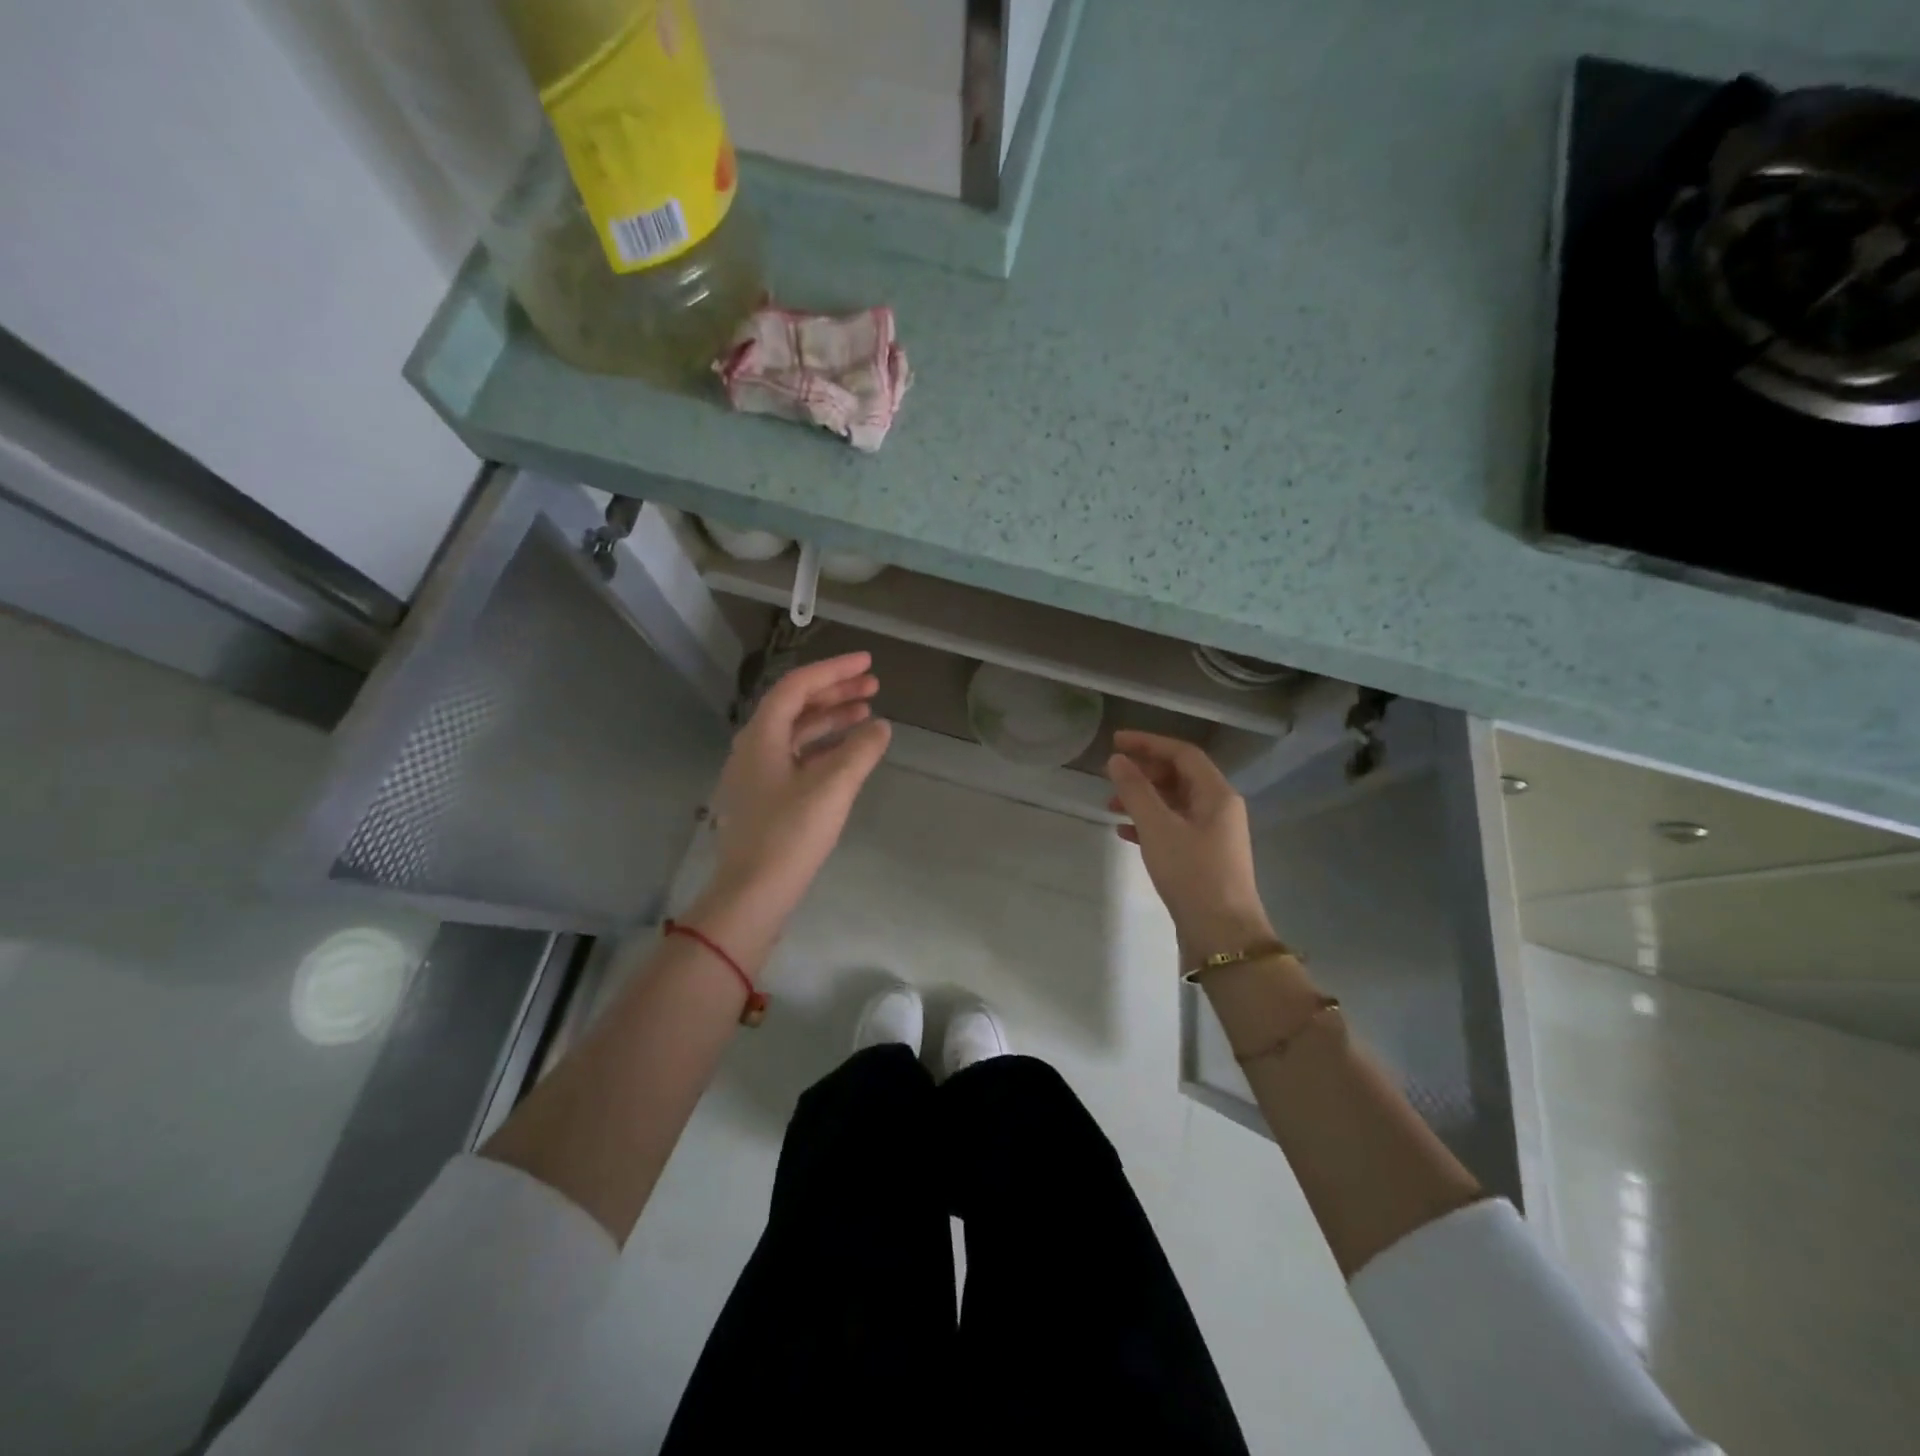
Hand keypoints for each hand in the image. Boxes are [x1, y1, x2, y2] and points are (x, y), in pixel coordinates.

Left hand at [695, 653, 890, 961]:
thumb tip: (881, 727)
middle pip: (796, 705)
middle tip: (873, 686)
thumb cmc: (790, 834)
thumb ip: (860, 751)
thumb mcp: (832, 787)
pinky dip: (823, 747)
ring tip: (867, 714)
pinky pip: (796, 757)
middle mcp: (754, 747)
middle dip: (835, 692)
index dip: (834, 670)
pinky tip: (848, 754)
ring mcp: (757, 774)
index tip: (868, 663)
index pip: (798, 686)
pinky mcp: (765, 797)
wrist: (753, 893)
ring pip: (797, 732)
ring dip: (831, 719)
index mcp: (762, 735)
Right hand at [1106, 730, 1274, 966]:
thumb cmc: (1192, 874)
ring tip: (1111, 806)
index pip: (1183, 753)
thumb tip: (1116, 760)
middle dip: (1144, 772)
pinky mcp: (1203, 858)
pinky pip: (1173, 828)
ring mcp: (1213, 835)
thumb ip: (1135, 791)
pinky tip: (1124, 832)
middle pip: (1180, 776)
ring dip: (1143, 799)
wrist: (1222, 935)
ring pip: (1174, 804)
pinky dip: (1149, 824)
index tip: (1115, 742)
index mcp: (1217, 794)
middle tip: (1112, 775)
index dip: (1148, 743)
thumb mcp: (1158, 828)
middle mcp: (1219, 809)